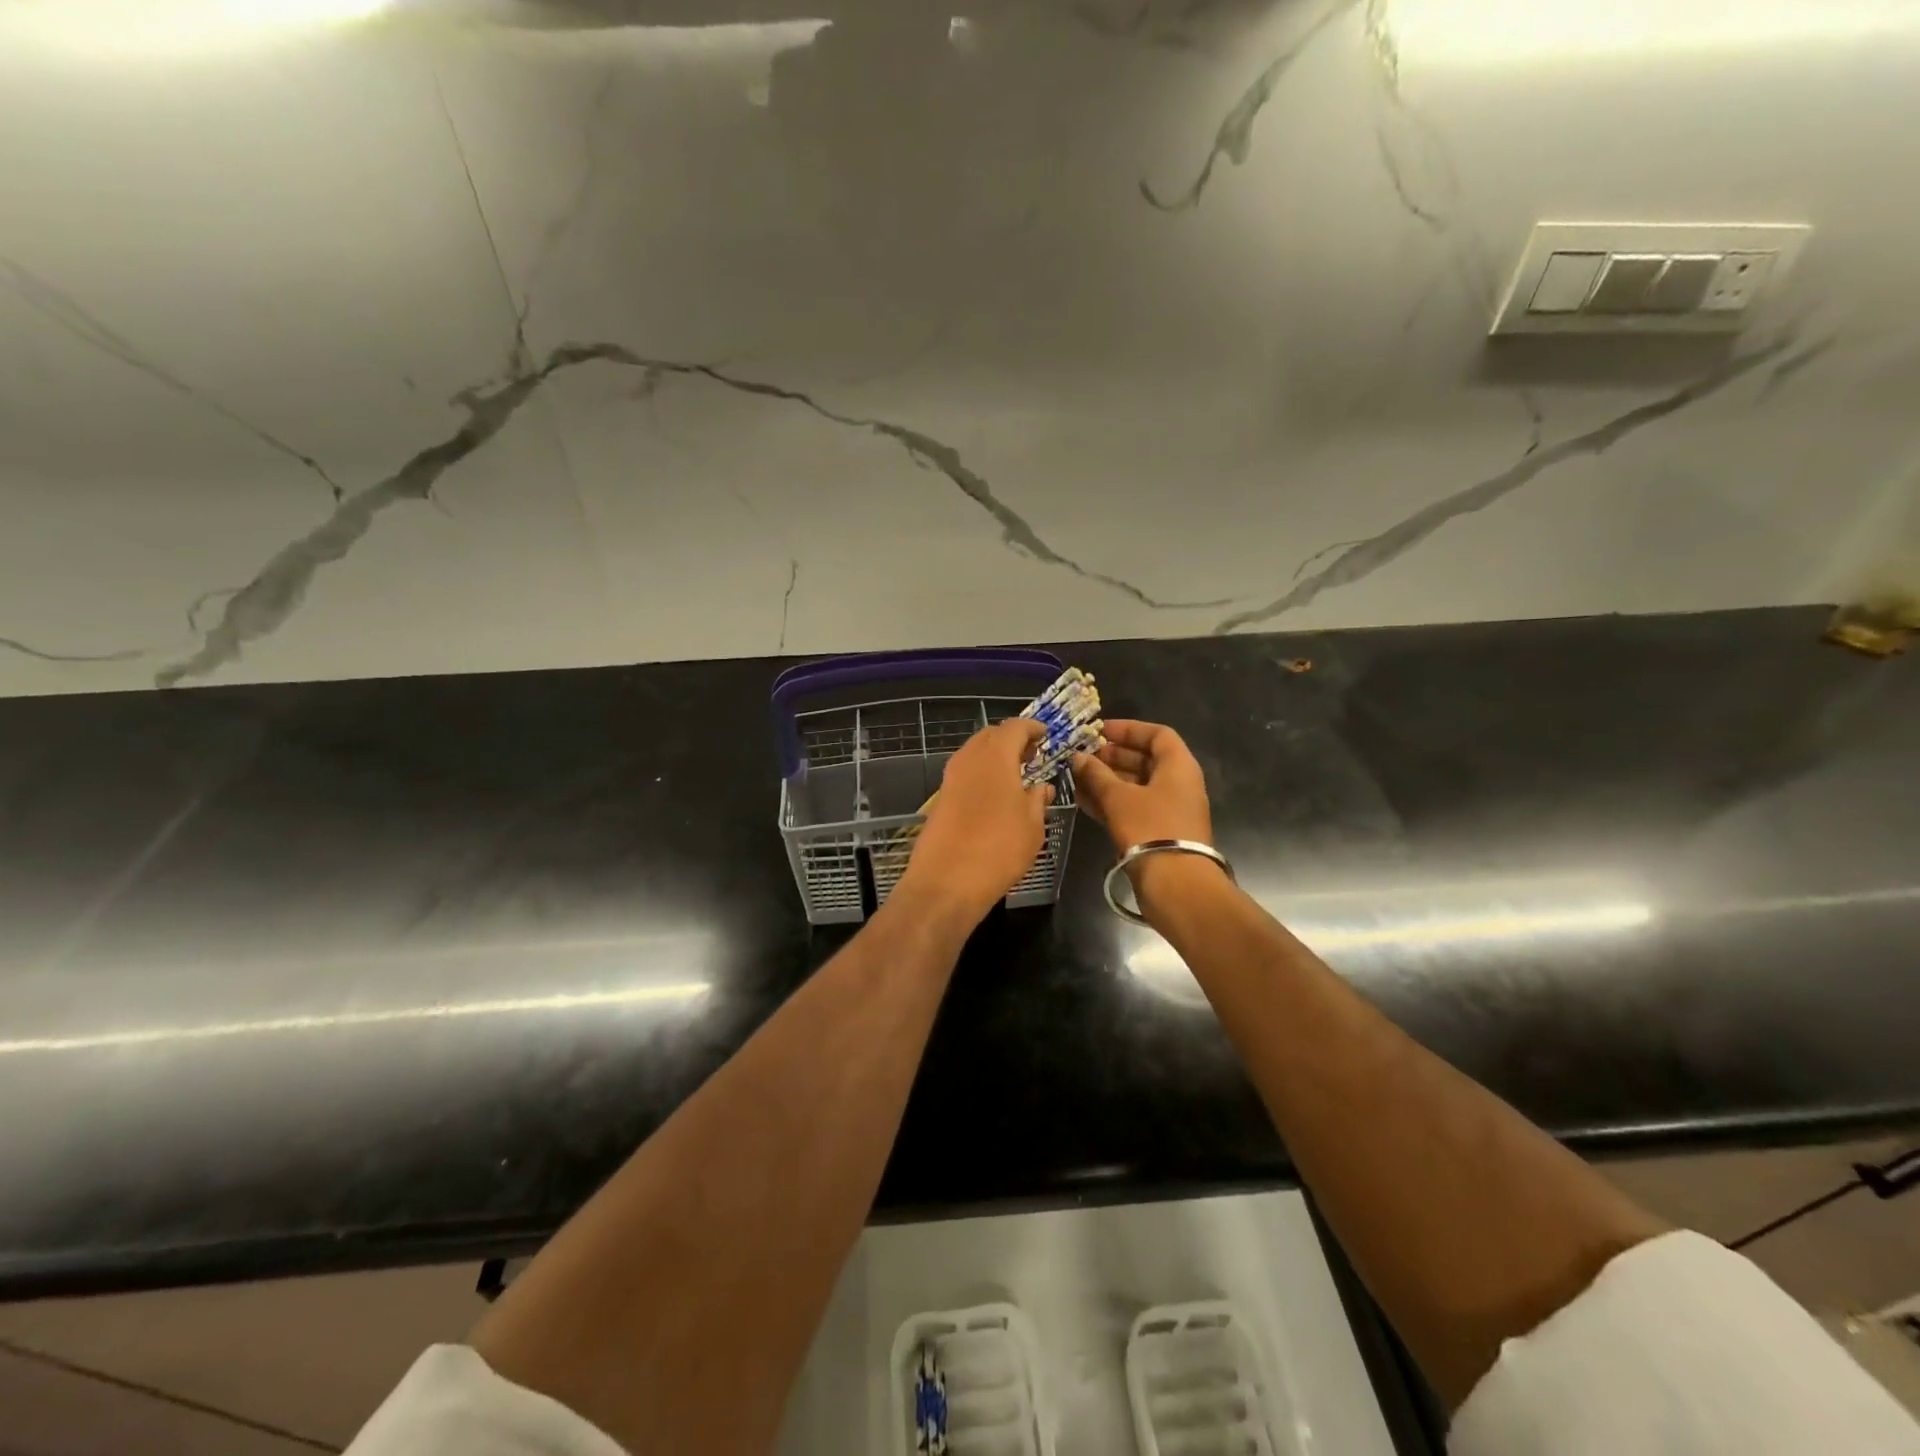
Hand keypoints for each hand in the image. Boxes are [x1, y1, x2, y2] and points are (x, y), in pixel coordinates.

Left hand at [899, 718, 1053, 925]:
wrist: (946, 881)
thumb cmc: (999, 849)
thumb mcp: (1032, 826)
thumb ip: (1037, 800)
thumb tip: (1041, 788)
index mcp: (995, 757)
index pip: (1014, 727)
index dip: (1032, 728)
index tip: (1046, 735)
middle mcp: (969, 759)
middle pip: (990, 735)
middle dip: (1011, 739)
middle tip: (1032, 755)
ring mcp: (950, 778)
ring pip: (974, 753)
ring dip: (994, 757)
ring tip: (1016, 776)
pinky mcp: (940, 799)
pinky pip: (964, 773)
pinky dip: (981, 774)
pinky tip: (994, 795)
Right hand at [1070, 719, 1212, 853]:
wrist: (1175, 883)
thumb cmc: (1150, 828)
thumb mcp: (1118, 797)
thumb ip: (1096, 774)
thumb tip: (1078, 757)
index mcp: (1178, 766)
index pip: (1157, 734)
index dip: (1128, 729)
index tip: (1099, 731)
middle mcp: (1178, 784)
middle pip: (1145, 760)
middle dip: (1112, 756)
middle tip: (1083, 756)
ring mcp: (1169, 809)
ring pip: (1136, 786)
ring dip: (1107, 780)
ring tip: (1076, 777)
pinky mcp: (1159, 832)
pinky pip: (1133, 807)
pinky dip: (1111, 801)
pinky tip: (1083, 801)